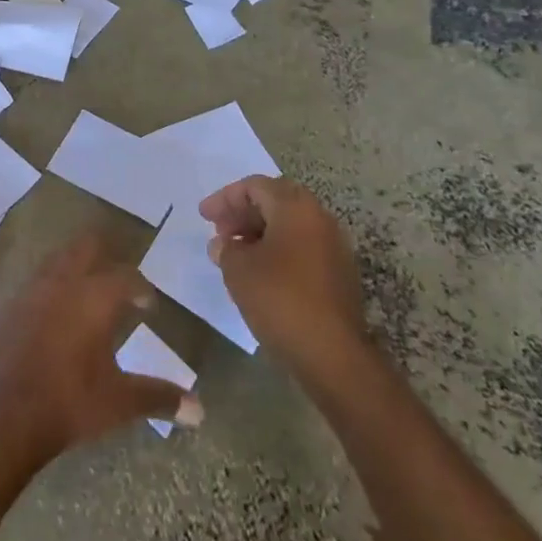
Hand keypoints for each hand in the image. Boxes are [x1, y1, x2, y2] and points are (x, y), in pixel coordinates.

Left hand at [0, 233, 198, 461]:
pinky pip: (30, 284)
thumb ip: (160, 397)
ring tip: (82, 290)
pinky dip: (45, 290)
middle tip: (115, 278)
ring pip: (56, 260)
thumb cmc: (71, 401)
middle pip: (86, 247)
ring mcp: (31, 290)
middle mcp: (64, 282)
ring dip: (72, 267)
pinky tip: (47, 313)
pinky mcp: (6, 306)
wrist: (6, 414)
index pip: (127, 277)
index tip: (147, 304)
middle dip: (103, 254)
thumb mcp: (120, 402)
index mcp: (96, 297)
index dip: (141, 288)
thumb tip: (200, 411)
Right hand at [199, 177, 371, 391]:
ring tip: (234, 252)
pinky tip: (258, 270)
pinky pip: (301, 245)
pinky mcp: (337, 272)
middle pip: (275, 200)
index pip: (255, 186)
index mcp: (295, 207)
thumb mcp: (238, 270)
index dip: (225, 198)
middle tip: (218, 229)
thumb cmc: (280, 299)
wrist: (332, 354)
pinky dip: (276, 248)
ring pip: (289, 224)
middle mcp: (319, 218)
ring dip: (259, 231)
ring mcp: (333, 245)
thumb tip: (223, 244)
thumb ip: (225, 249)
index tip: (204, 217)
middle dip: (243, 212)